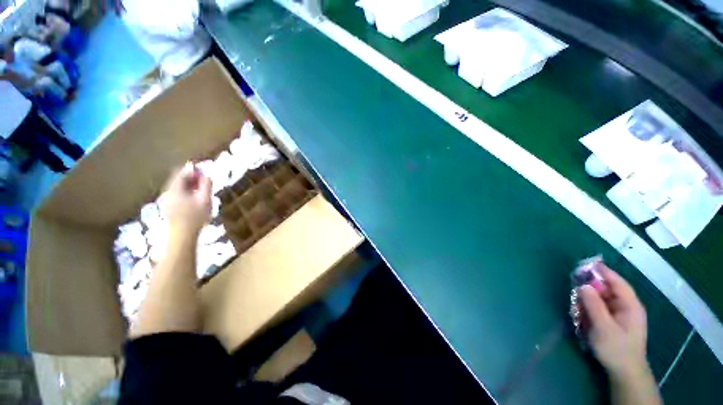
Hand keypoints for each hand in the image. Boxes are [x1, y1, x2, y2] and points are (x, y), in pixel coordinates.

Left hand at [160, 163, 211, 235]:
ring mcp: (166, 200)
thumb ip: (206, 186)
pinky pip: (176, 194)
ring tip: (201, 188)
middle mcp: (167, 192)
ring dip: (189, 185)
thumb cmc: (195, 217)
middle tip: (204, 178)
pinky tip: (194, 197)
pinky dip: (185, 191)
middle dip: (191, 176)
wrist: (182, 235)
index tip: (204, 169)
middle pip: (178, 179)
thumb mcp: (205, 200)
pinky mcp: (168, 207)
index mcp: (175, 189)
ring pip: (177, 187)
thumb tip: (207, 175)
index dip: (193, 169)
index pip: (182, 173)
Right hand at [578, 266, 648, 378]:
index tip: (588, 263)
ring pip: (604, 299)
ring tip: (576, 303)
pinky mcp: (615, 321)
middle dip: (592, 287)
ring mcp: (622, 315)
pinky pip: (602, 308)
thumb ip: (594, 305)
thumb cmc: (616, 348)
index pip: (618, 283)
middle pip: (609, 290)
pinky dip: (591, 307)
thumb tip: (583, 285)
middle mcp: (627, 307)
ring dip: (589, 299)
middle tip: (574, 285)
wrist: (625, 372)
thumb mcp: (603, 327)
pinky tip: (582, 312)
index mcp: (630, 306)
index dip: (604, 272)